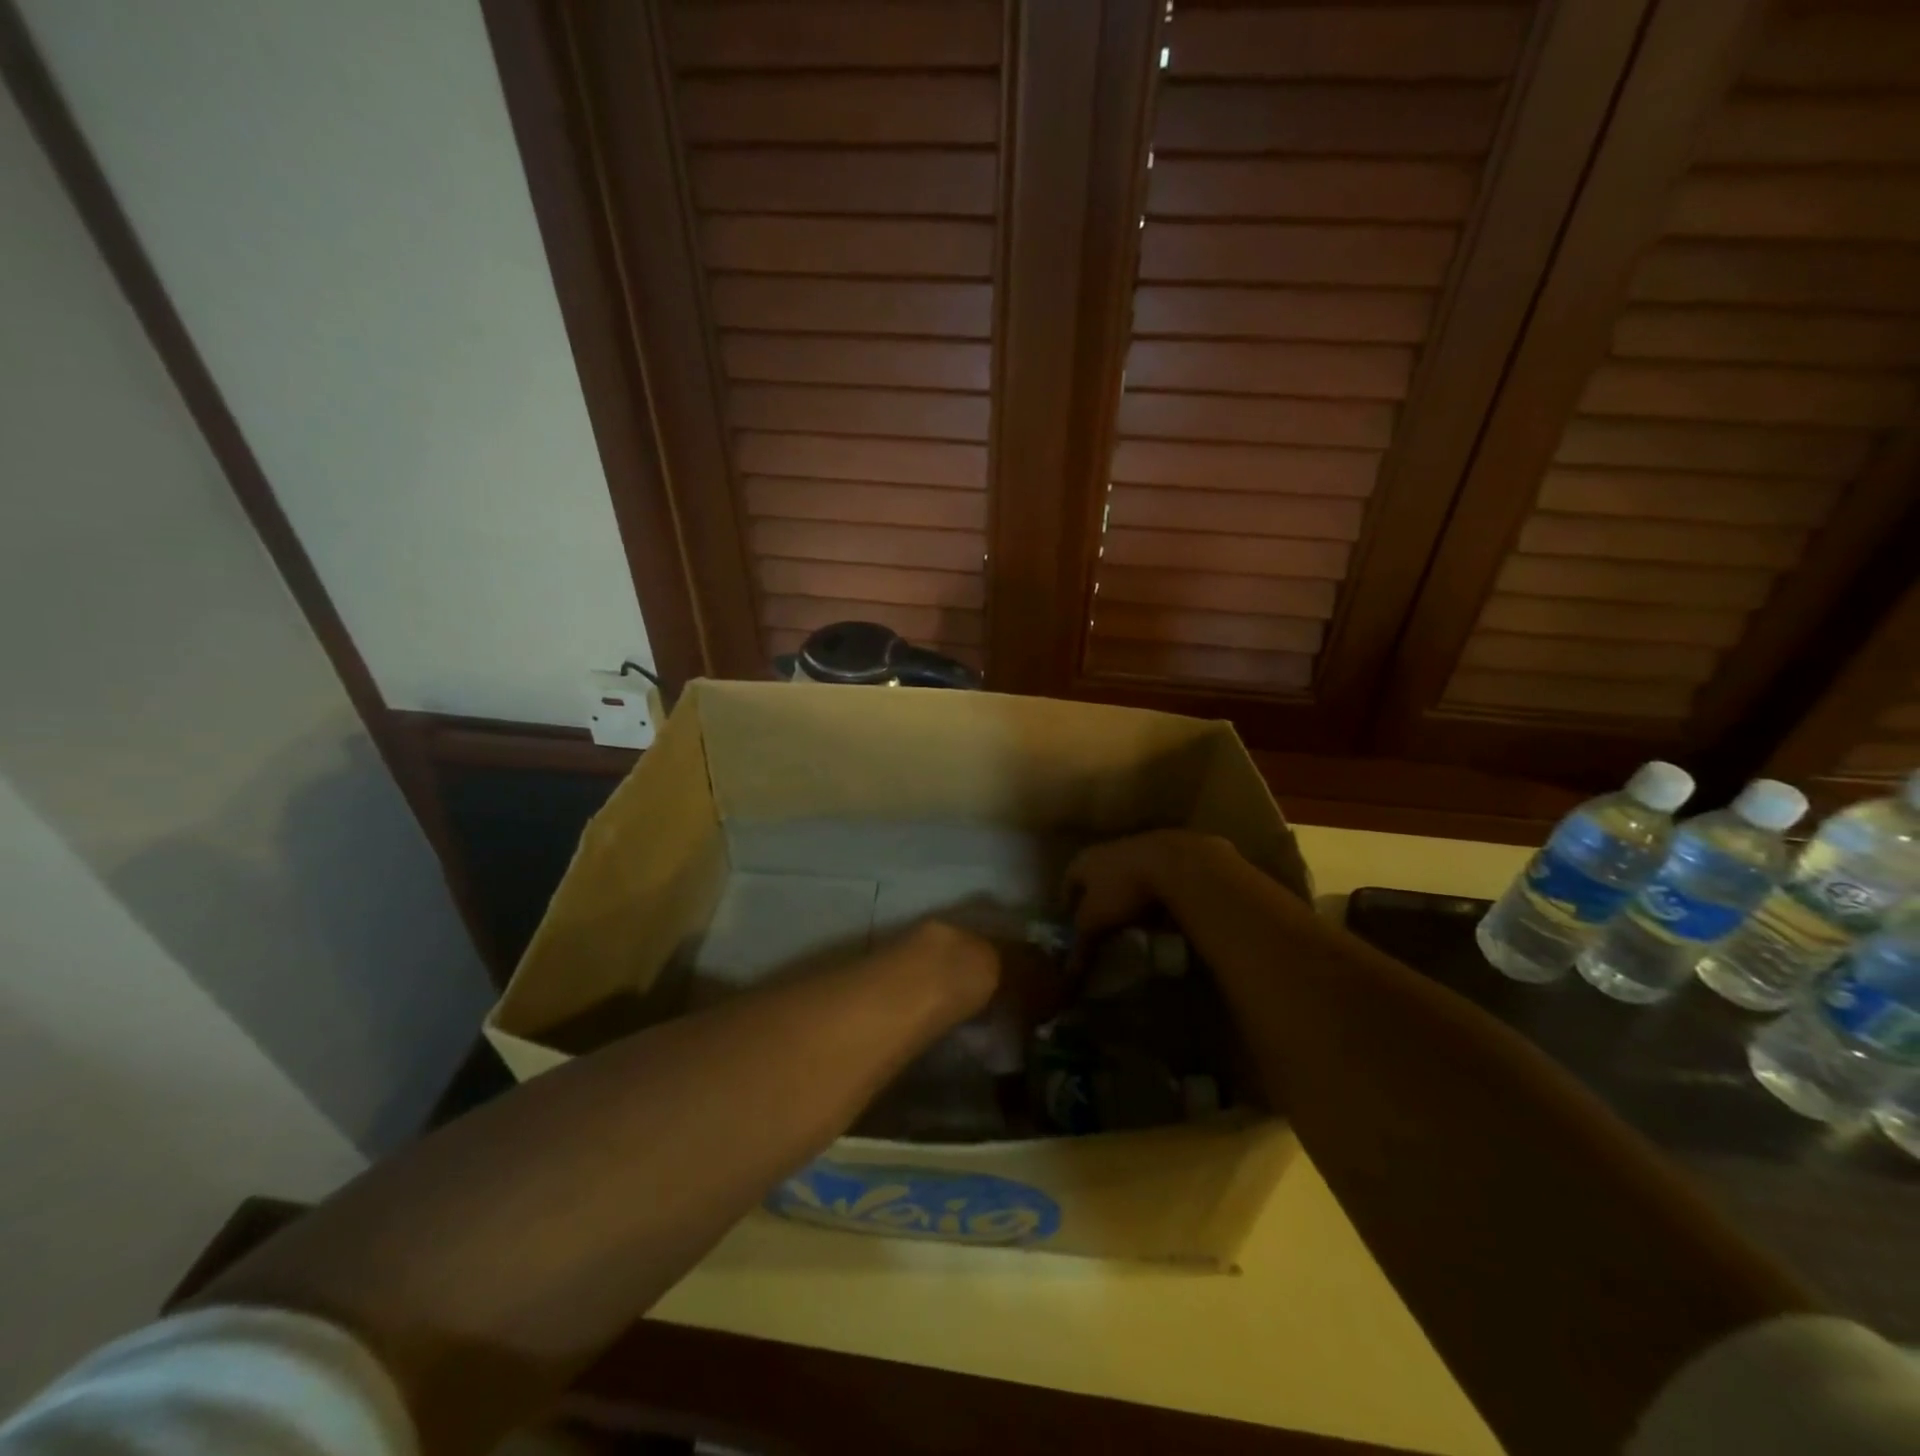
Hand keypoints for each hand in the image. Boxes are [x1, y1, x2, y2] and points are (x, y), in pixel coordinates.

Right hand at [1064, 829, 1232, 938]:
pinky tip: (1160, 913)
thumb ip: (1082, 943)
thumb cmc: (1122, 890)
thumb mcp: (1095, 921)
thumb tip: (1069, 972)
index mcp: (1083, 860)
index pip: (1067, 882)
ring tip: (1132, 922)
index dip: (1068, 905)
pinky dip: (1152, 895)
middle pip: (1097, 878)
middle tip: (1101, 925)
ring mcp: (1139, 848)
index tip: (1072, 924)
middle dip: (1098, 900)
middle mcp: (1106, 849)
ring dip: (1126, 896)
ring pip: (1126, 877)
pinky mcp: (1167, 855)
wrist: (1176, 863)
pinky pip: (1153, 879)